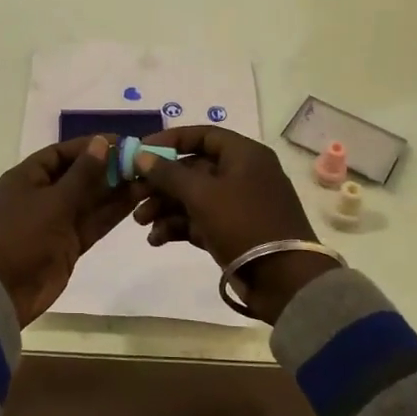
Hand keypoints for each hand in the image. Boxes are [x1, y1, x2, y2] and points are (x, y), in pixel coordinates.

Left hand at [0, 136, 136, 326]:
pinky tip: (136, 201)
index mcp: (27, 178)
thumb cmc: (20, 236)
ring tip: (146, 179)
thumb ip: (82, 174)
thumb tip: (102, 143)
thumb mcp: (53, 201)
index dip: (90, 146)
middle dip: (107, 169)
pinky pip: (92, 222)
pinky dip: (111, 213)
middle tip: (141, 162)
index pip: (61, 153)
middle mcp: (41, 196)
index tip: (121, 142)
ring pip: (89, 200)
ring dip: (114, 191)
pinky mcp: (67, 245)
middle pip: (78, 176)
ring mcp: (55, 222)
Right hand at [131, 127, 332, 323]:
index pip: (202, 135)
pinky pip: (199, 220)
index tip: (140, 151)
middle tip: (132, 194)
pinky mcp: (232, 231)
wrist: (284, 280)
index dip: (169, 140)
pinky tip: (156, 239)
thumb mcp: (202, 194)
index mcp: (244, 155)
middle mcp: (241, 174)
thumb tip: (141, 155)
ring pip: (192, 197)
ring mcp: (237, 204)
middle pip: (192, 168)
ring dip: (164, 207)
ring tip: (141, 223)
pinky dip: (177, 226)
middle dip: (160, 182)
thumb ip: (168, 173)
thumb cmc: (244, 224)